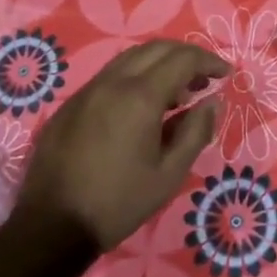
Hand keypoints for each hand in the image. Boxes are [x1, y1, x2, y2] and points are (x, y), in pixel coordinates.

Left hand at [13, 41, 226, 253]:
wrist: (51, 227)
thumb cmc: (118, 203)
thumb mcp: (169, 174)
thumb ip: (195, 132)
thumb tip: (212, 102)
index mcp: (141, 96)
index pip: (183, 60)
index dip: (209, 62)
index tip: (225, 75)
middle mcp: (113, 82)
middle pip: (157, 49)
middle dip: (186, 56)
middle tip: (204, 79)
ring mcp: (88, 90)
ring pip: (131, 58)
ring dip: (160, 64)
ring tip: (177, 91)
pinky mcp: (71, 104)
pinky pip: (110, 75)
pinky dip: (135, 76)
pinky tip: (141, 106)